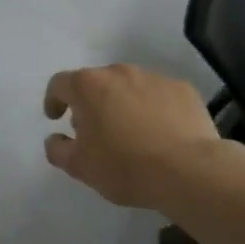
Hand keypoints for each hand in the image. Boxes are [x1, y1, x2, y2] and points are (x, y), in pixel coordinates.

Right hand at [42, 64, 236, 208]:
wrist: (191, 171)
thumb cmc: (125, 166)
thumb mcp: (79, 167)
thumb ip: (57, 149)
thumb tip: (55, 138)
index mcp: (87, 86)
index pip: (60, 84)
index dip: (54, 100)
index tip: (57, 118)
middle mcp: (118, 72)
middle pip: (96, 82)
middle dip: (90, 103)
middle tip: (95, 130)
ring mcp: (153, 78)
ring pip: (128, 86)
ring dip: (122, 103)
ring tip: (131, 132)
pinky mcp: (183, 89)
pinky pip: (158, 95)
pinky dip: (153, 108)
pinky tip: (160, 133)